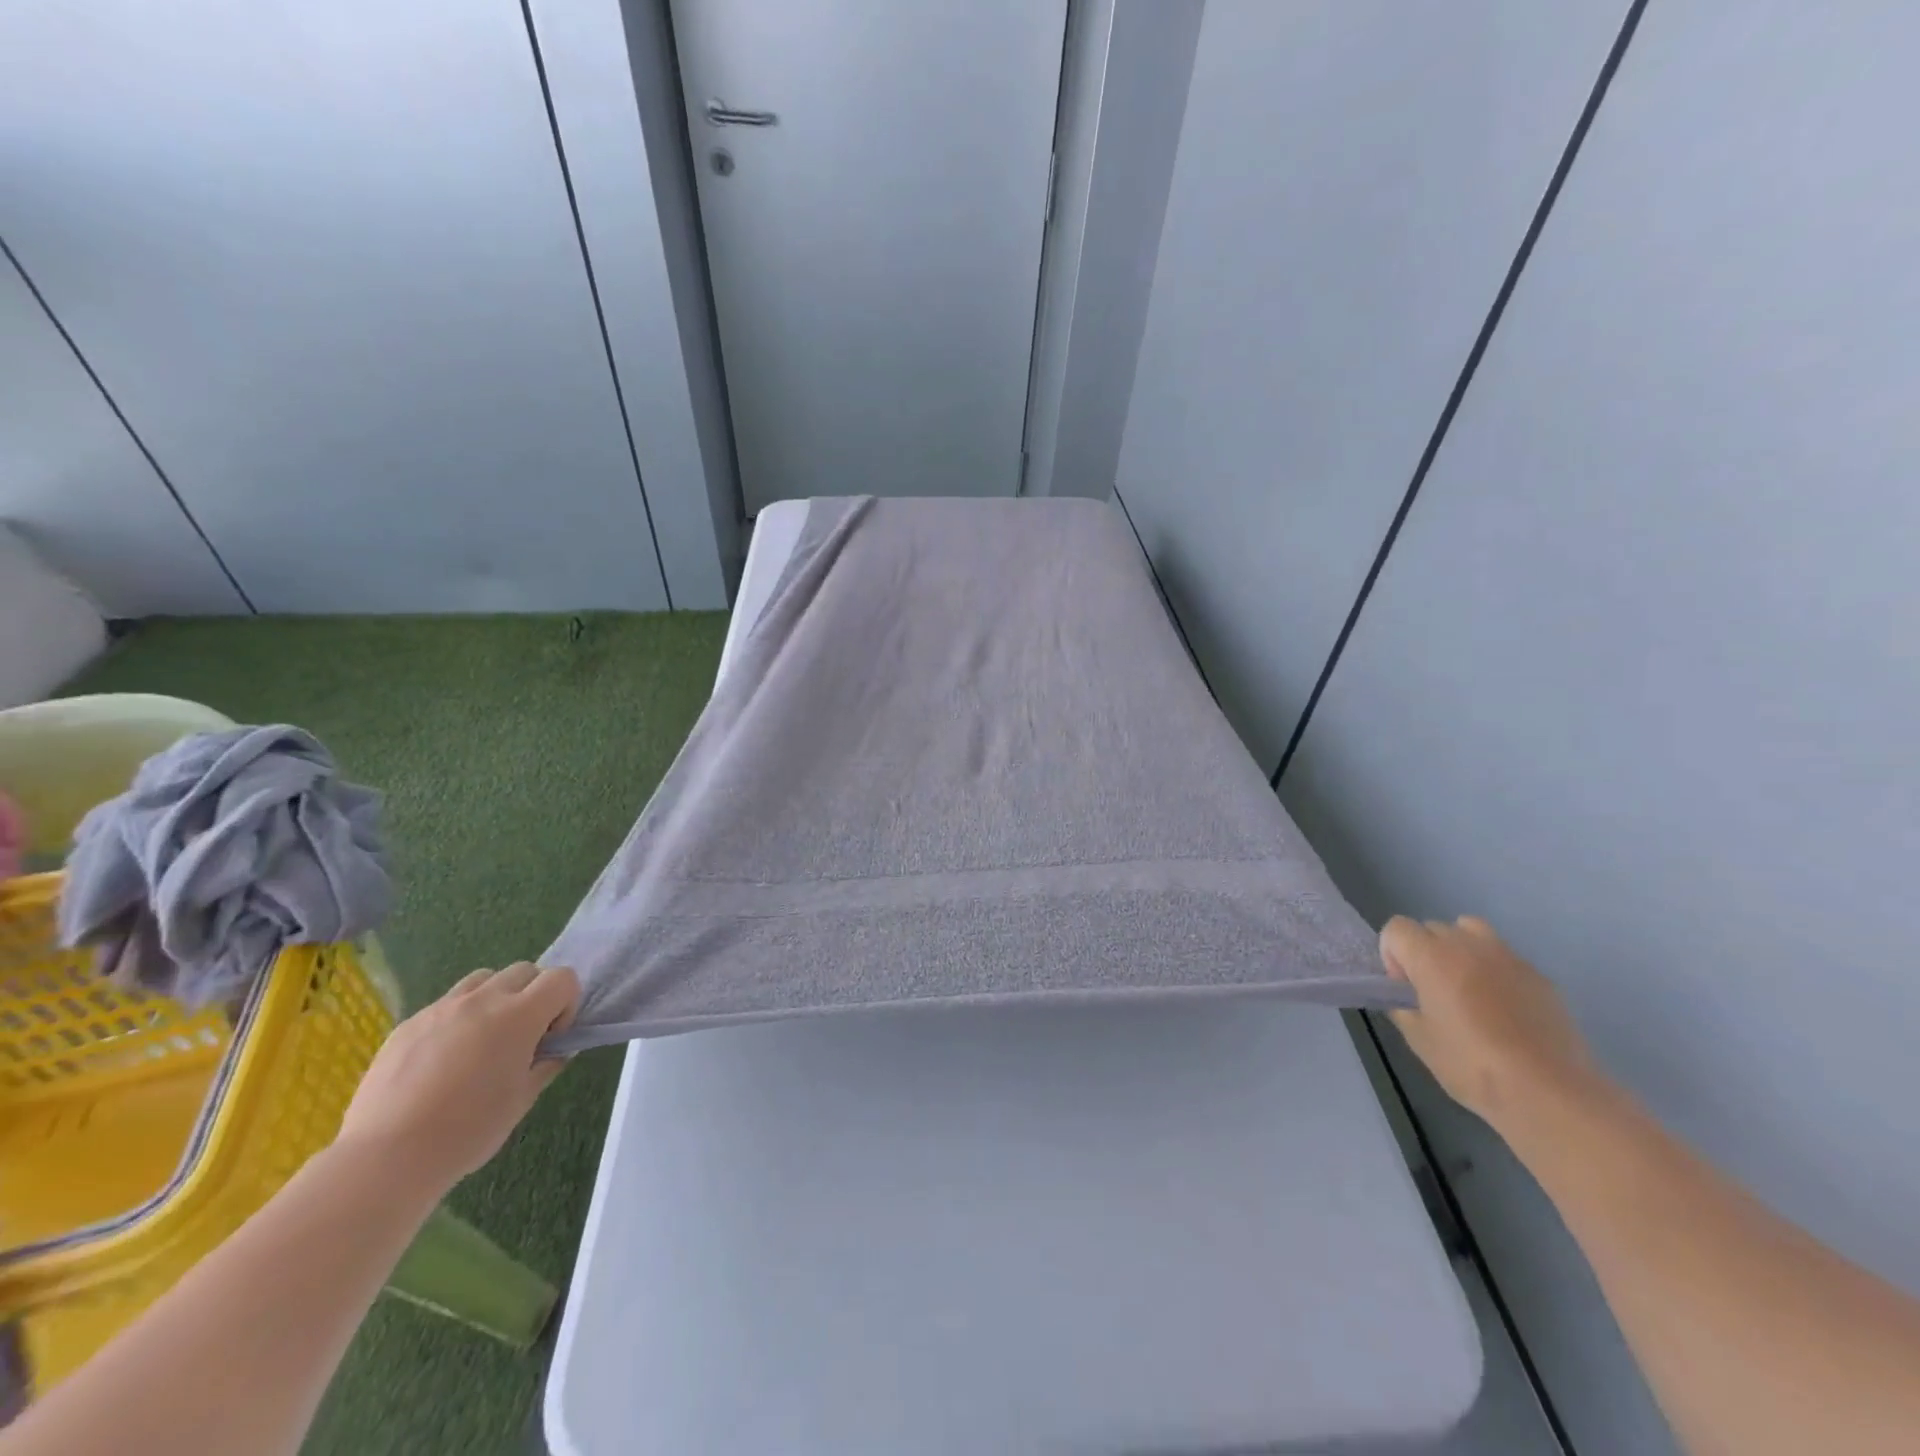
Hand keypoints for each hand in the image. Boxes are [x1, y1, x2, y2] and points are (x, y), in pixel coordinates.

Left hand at [337, 963, 578, 1194]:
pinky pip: (445, 1004)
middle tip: (522, 1037)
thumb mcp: (522, 1100)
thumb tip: (554, 1050)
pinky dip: (458, 1018)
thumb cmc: (468, 1130)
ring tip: (483, 1039)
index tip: (551, 1038)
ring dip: (495, 998)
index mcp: (519, 1015)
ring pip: (483, 979)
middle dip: (534, 995)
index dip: (566, 1004)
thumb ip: (545, 1064)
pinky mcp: (408, 1023)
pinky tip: (443, 1060)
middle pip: (525, 970)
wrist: (387, 1157)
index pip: (562, 978)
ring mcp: (441, 1008)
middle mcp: (483, 1000)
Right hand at [1379, 916, 1597, 1138]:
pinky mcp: (1539, 976)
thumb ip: (1403, 1006)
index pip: (1397, 928)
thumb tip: (1405, 997)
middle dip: (1424, 952)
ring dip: (1459, 949)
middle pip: (1432, 927)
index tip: (1404, 988)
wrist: (1550, 1093)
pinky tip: (1504, 1010)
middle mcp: (1468, 945)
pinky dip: (1493, 970)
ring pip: (1471, 931)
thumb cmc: (1472, 1066)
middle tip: (1433, 992)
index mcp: (1432, 957)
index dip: (1392, 954)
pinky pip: (1504, 957)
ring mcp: (1508, 957)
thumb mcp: (1419, 1039)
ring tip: (1467, 988)